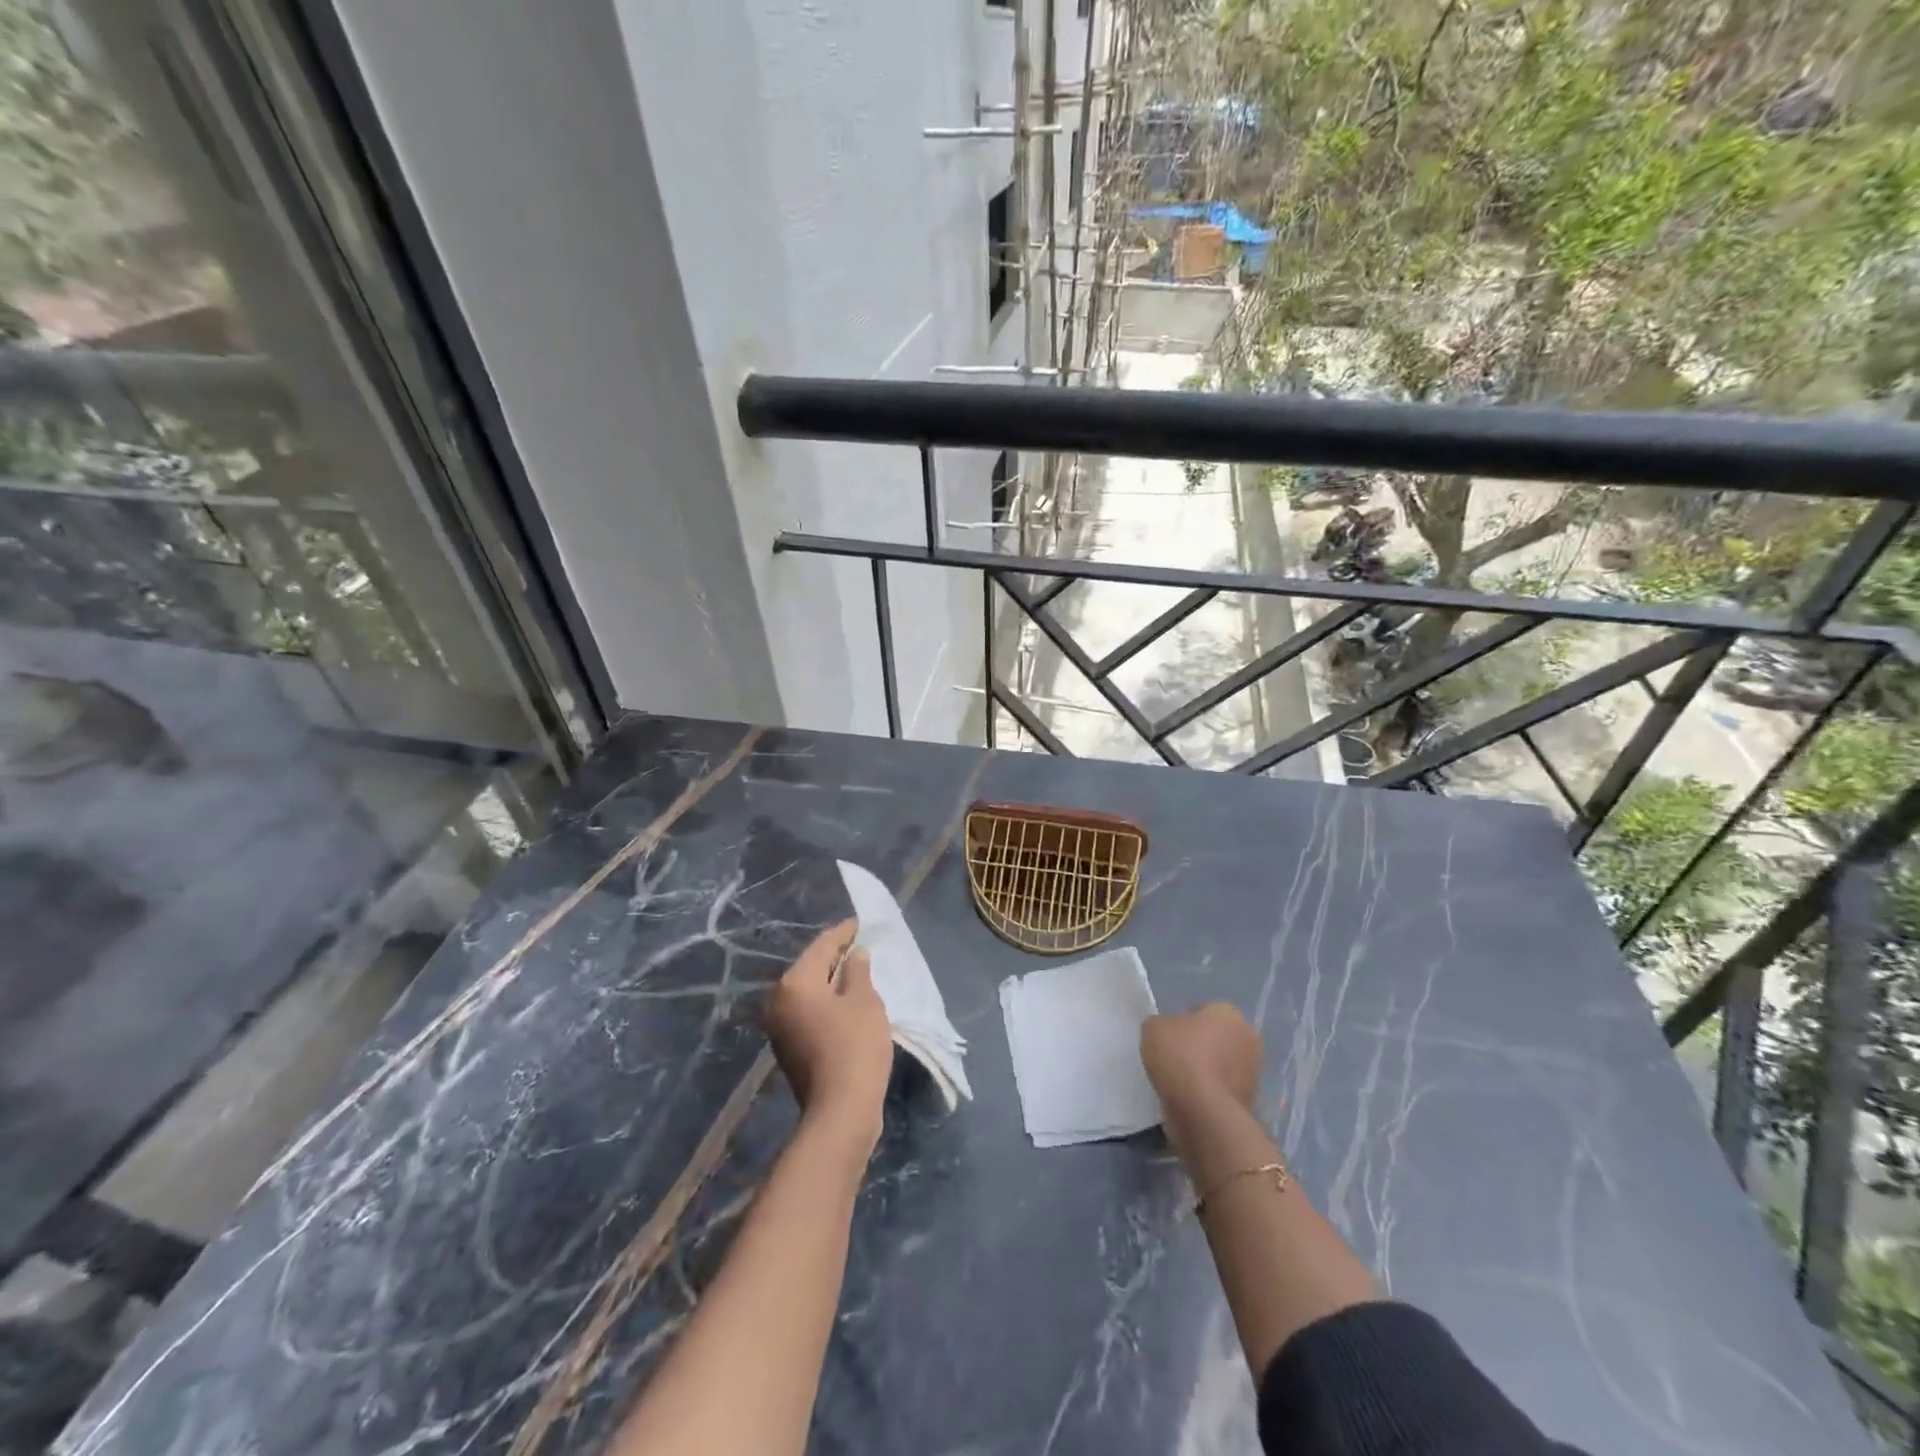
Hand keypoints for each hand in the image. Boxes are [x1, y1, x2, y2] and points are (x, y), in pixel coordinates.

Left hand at [766, 920, 893, 1149]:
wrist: (840, 1112)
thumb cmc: (855, 1046)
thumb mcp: (864, 1001)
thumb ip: (858, 971)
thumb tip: (854, 955)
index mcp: (794, 983)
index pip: (822, 946)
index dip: (845, 932)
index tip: (862, 923)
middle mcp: (779, 1001)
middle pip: (811, 968)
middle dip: (837, 957)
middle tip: (863, 948)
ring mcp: (780, 1028)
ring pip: (810, 992)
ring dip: (832, 983)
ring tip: (860, 974)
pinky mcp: (790, 1049)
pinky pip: (810, 1013)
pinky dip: (828, 1005)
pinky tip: (849, 1005)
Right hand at [1140, 1002, 1261, 1121]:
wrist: (1203, 1112)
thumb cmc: (1180, 1057)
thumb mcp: (1153, 1027)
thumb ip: (1161, 1024)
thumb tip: (1168, 1034)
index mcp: (1229, 1012)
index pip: (1201, 1011)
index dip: (1181, 1023)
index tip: (1167, 1039)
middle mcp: (1248, 1038)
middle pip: (1215, 1038)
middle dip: (1198, 1046)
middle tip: (1172, 1058)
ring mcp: (1252, 1072)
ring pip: (1219, 1065)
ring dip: (1204, 1071)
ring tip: (1177, 1082)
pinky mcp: (1248, 1101)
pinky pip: (1220, 1090)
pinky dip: (1207, 1093)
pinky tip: (1187, 1099)